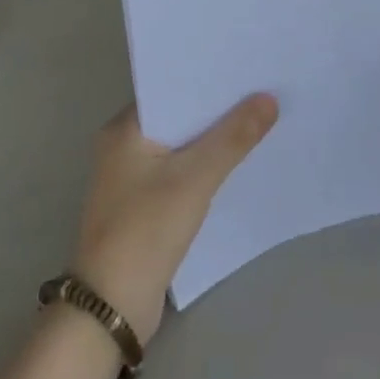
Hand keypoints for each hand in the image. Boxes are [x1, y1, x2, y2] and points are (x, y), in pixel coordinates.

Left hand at [72, 95, 277, 344]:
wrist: (110, 310)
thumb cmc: (145, 231)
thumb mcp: (195, 179)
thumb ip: (233, 138)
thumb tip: (269, 98)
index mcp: (124, 129)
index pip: (170, 88)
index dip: (207, 79)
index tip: (245, 68)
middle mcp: (123, 146)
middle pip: (178, 116)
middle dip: (216, 108)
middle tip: (261, 90)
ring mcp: (131, 178)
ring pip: (181, 145)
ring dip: (212, 139)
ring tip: (258, 120)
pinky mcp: (142, 206)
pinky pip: (179, 172)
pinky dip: (204, 166)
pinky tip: (236, 164)